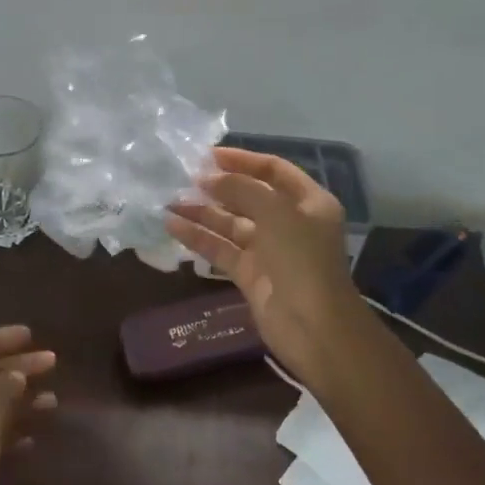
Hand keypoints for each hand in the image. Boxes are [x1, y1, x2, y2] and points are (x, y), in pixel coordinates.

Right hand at [167, 148, 365, 386]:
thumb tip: (209, 177)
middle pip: (249, 196)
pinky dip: (198, 237)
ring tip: (169, 200)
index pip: (273, 170)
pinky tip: (172, 225)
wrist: (315, 329)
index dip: (242, 160)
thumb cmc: (302, 260)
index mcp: (308, 202)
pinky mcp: (250, 274)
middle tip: (182, 177)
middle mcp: (289, 222)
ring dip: (202, 211)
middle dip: (218, 186)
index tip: (208, 155)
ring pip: (231, 223)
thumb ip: (242, 188)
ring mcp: (269, 250)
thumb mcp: (276, 213)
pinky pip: (221, 249)